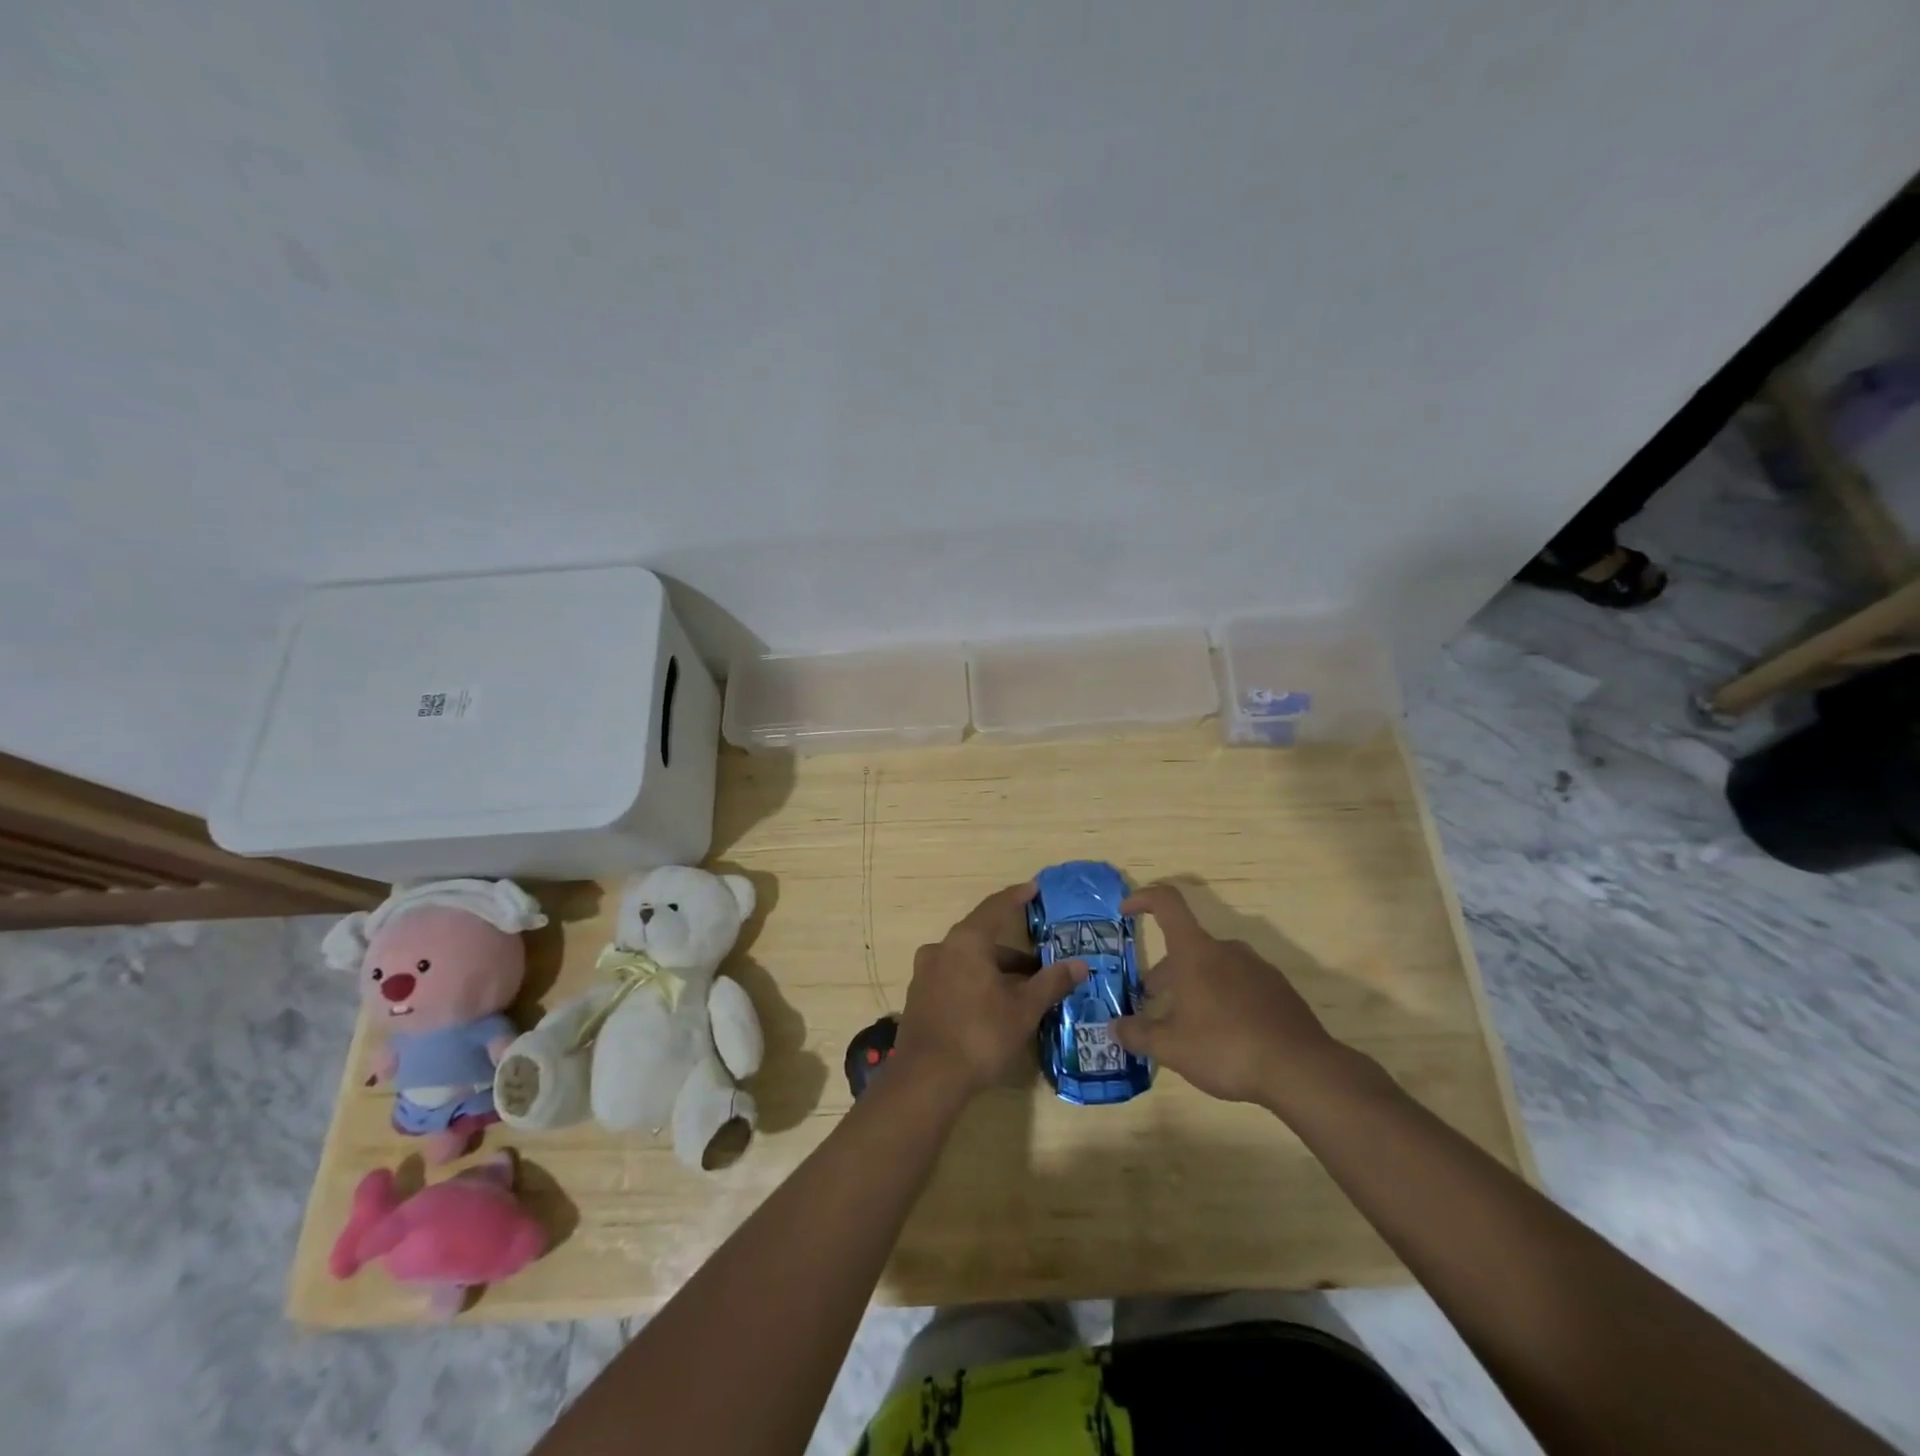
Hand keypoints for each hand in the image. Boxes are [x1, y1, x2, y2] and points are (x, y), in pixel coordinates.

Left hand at [892, 882, 1088, 1098]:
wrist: (926, 1079)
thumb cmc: (980, 1035)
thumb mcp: (1023, 1009)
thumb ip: (1051, 982)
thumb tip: (1079, 964)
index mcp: (966, 941)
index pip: (995, 907)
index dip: (1017, 897)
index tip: (1034, 888)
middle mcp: (941, 949)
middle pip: (981, 937)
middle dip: (1012, 950)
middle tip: (1039, 961)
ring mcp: (925, 974)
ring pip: (967, 961)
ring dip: (994, 969)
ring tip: (1022, 988)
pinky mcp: (919, 998)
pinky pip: (953, 978)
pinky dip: (976, 982)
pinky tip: (993, 1004)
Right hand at [1111, 883, 1372, 1113]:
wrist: (1302, 1070)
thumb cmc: (1226, 1047)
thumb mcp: (1172, 1048)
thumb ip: (1138, 1035)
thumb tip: (1114, 1028)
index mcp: (1196, 952)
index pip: (1167, 904)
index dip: (1143, 899)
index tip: (1125, 910)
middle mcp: (1227, 950)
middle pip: (1187, 946)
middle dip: (1165, 971)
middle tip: (1151, 1001)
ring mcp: (1257, 969)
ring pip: (1214, 966)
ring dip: (1194, 985)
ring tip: (1186, 1023)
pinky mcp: (1279, 991)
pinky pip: (1240, 984)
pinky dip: (1223, 998)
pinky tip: (1224, 1035)